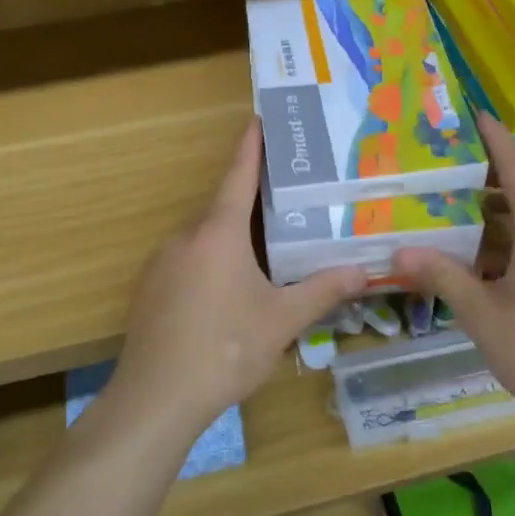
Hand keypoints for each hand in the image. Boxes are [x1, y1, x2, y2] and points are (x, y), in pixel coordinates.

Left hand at [110, 119, 365, 434]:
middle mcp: (186, 237)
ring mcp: (162, 263)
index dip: (251, 146)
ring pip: (206, 239)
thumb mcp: (281, 321)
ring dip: (234, 238)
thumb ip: (322, 291)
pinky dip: (213, 262)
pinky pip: (189, 262)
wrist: (155, 398)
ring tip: (268, 251)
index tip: (259, 117)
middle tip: (289, 199)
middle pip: (224, 208)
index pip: (238, 176)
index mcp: (218, 233)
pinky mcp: (151, 289)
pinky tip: (231, 293)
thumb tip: (363, 272)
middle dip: (254, 202)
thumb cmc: (224, 349)